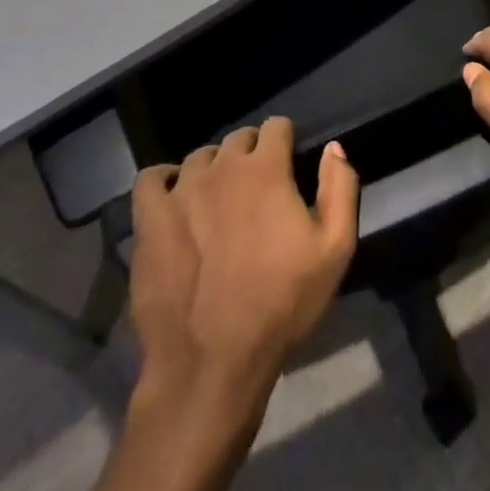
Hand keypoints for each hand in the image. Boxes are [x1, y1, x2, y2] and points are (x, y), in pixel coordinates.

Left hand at [129, 118, 358, 396]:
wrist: (212, 364)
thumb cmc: (281, 305)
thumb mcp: (335, 249)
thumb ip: (340, 188)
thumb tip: (334, 147)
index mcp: (266, 169)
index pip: (277, 126)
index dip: (286, 143)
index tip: (289, 167)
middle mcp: (222, 168)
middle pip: (239, 140)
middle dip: (252, 155)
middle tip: (259, 192)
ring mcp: (180, 192)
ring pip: (200, 158)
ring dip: (214, 170)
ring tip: (220, 202)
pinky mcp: (149, 221)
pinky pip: (151, 179)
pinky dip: (165, 180)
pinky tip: (176, 200)